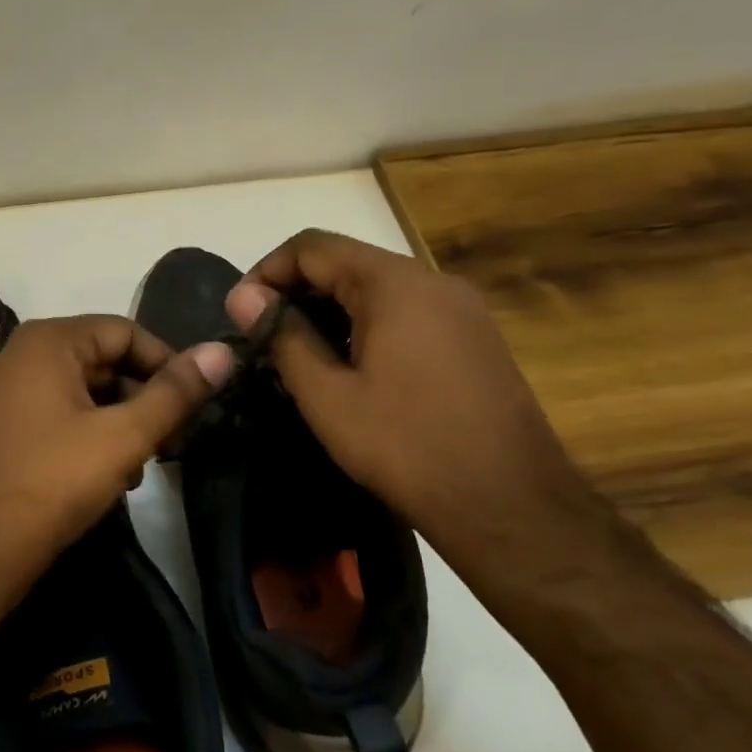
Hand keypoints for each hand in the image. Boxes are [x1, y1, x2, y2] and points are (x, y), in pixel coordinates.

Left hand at [0, 317, 233, 593]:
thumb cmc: (53, 481)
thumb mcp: (124, 436)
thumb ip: (175, 392)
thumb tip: (222, 351)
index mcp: (47, 341)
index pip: (125, 331)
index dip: (167, 363)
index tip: (194, 405)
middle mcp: (19, 355)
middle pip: (102, 360)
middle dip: (143, 398)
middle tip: (173, 442)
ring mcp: (4, 393)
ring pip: (81, 392)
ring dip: (119, 422)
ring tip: (143, 466)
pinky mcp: (0, 427)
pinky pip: (57, 414)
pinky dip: (88, 435)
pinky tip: (108, 476)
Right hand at [226, 230, 592, 579]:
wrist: (510, 505)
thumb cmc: (406, 447)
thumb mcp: (328, 396)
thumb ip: (283, 337)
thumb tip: (244, 297)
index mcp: (394, 284)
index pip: (312, 246)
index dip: (266, 271)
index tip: (241, 314)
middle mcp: (432, 281)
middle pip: (346, 262)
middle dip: (296, 291)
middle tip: (263, 337)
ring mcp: (460, 308)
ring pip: (377, 288)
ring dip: (330, 309)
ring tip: (299, 354)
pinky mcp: (473, 337)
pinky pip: (406, 311)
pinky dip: (366, 324)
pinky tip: (351, 368)